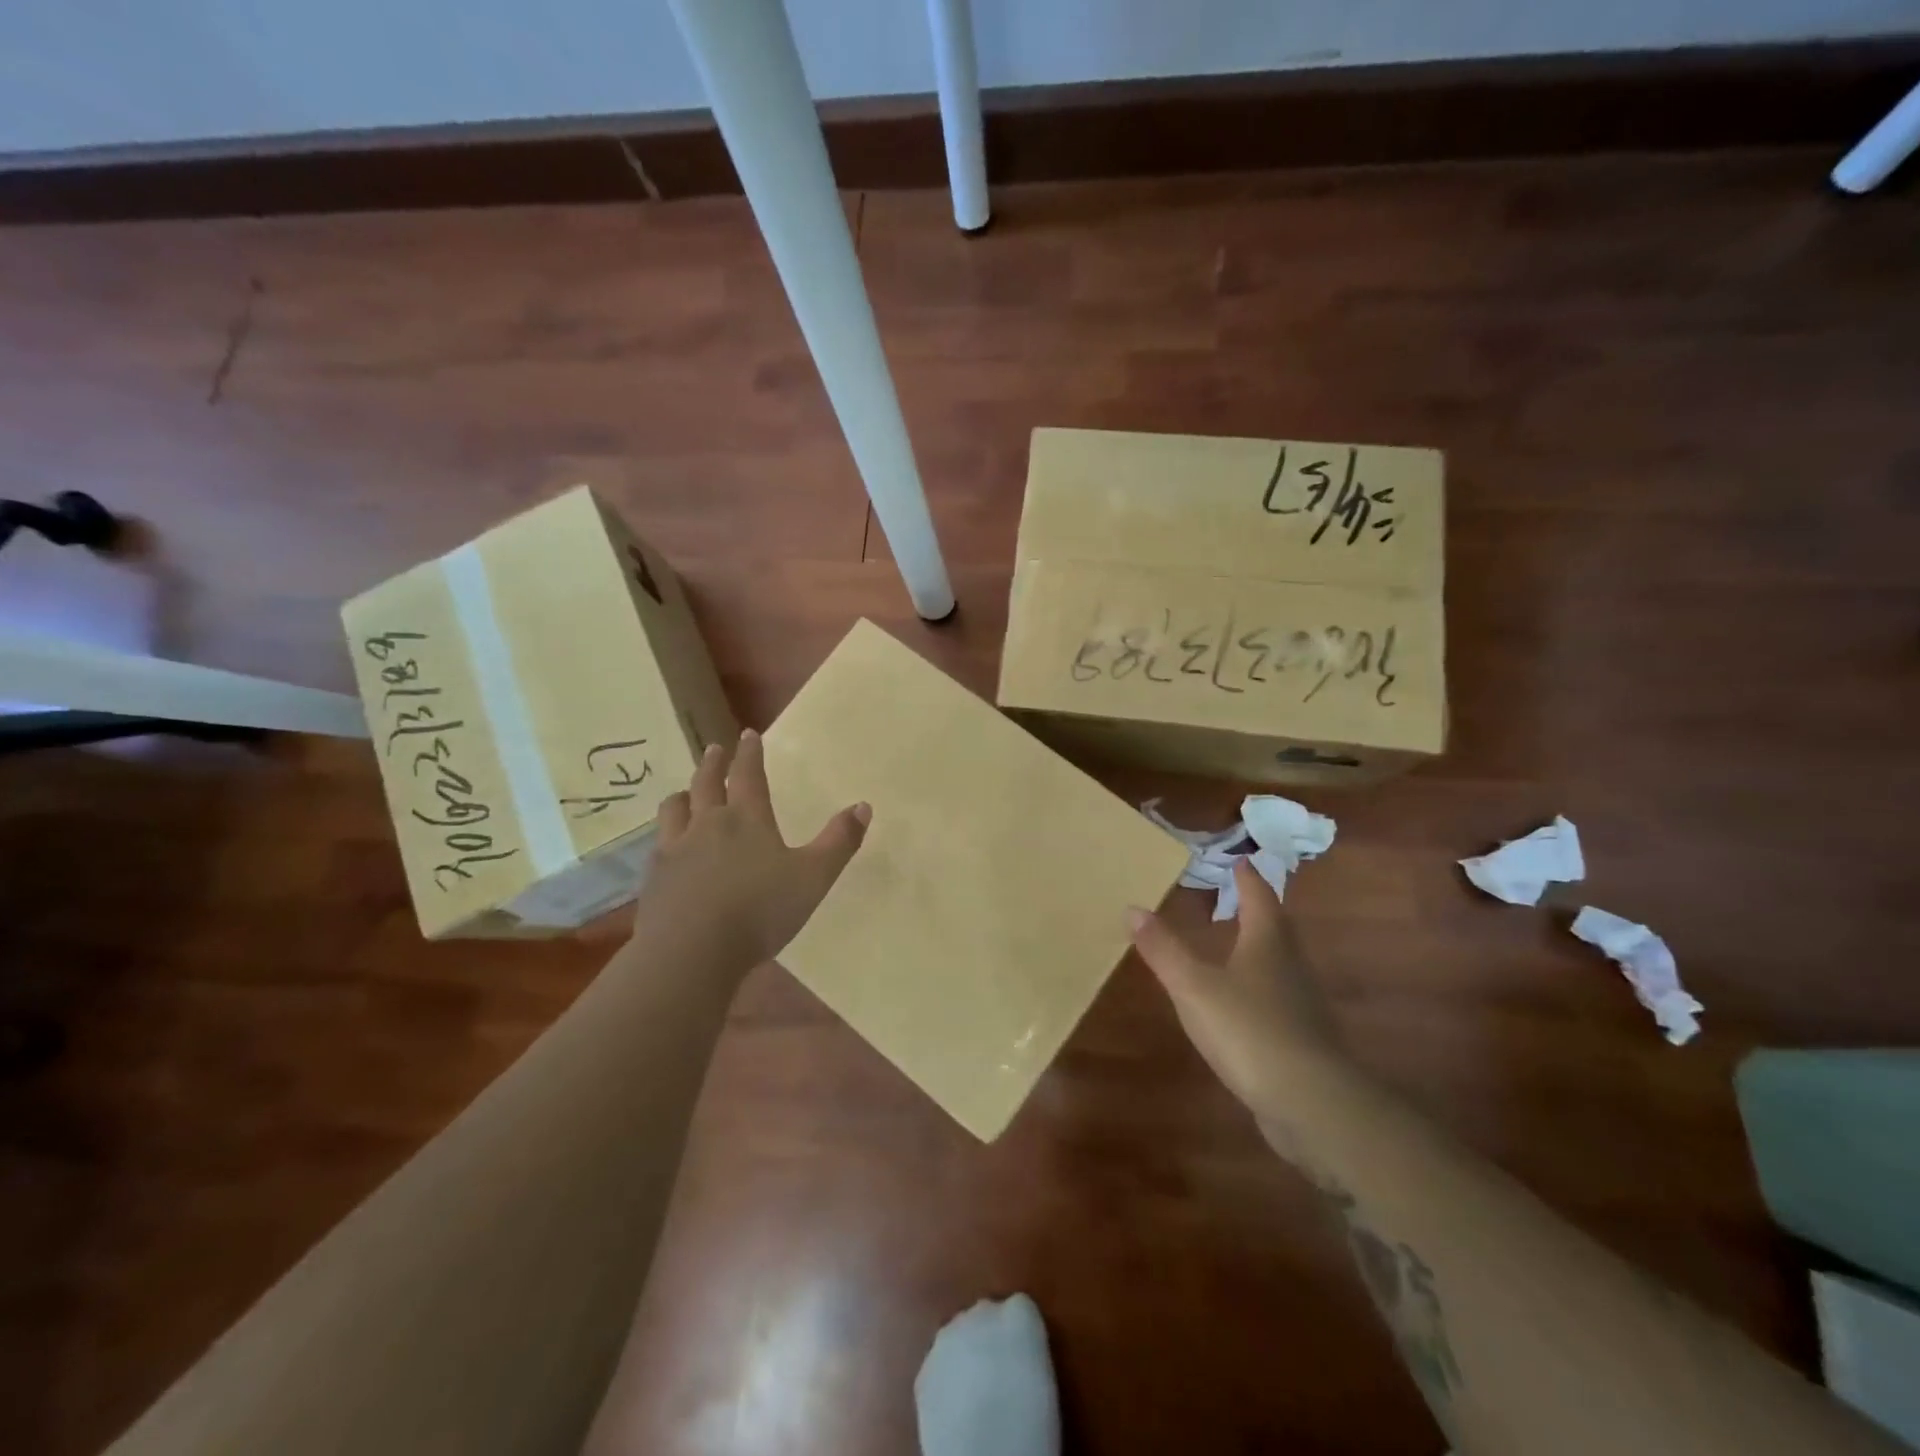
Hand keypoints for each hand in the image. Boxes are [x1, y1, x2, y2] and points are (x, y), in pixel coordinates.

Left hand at [632, 729, 869, 972]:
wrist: (692, 952)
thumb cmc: (760, 911)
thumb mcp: (814, 877)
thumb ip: (839, 841)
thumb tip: (863, 806)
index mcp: (747, 819)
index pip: (748, 774)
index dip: (750, 753)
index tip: (748, 734)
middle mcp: (707, 824)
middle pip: (706, 783)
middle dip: (713, 763)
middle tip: (715, 749)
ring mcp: (675, 850)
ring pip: (674, 809)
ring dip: (683, 795)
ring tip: (686, 793)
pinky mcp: (654, 878)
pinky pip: (658, 845)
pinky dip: (666, 835)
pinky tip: (668, 847)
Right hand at [1128, 859, 1345, 1121]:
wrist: (1310, 1102)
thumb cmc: (1249, 1029)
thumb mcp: (1194, 986)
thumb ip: (1164, 949)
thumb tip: (1133, 908)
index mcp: (1267, 943)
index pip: (1259, 897)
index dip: (1248, 878)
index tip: (1241, 860)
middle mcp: (1290, 966)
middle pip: (1276, 928)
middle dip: (1258, 909)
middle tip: (1238, 895)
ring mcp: (1301, 1005)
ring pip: (1279, 964)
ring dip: (1260, 949)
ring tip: (1236, 944)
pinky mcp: (1302, 1040)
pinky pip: (1278, 1000)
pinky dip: (1260, 990)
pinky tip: (1244, 1004)